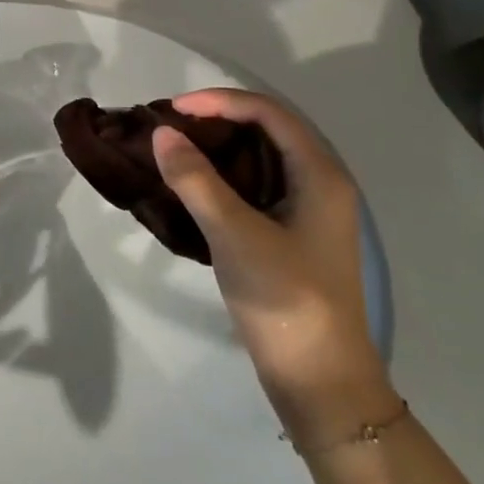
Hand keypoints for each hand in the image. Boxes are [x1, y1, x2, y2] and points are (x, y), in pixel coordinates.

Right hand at [151, 89, 395, 446]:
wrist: (320, 381)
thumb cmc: (285, 300)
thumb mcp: (234, 234)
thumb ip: (196, 180)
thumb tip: (162, 133)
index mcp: (320, 175)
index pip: (268, 113)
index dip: (219, 102)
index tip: (172, 110)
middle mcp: (320, 183)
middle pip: (267, 130)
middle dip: (217, 120)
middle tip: (169, 127)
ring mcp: (308, 211)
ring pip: (260, 159)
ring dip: (218, 148)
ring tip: (174, 150)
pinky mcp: (293, 234)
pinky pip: (256, 186)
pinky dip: (223, 176)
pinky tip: (193, 187)